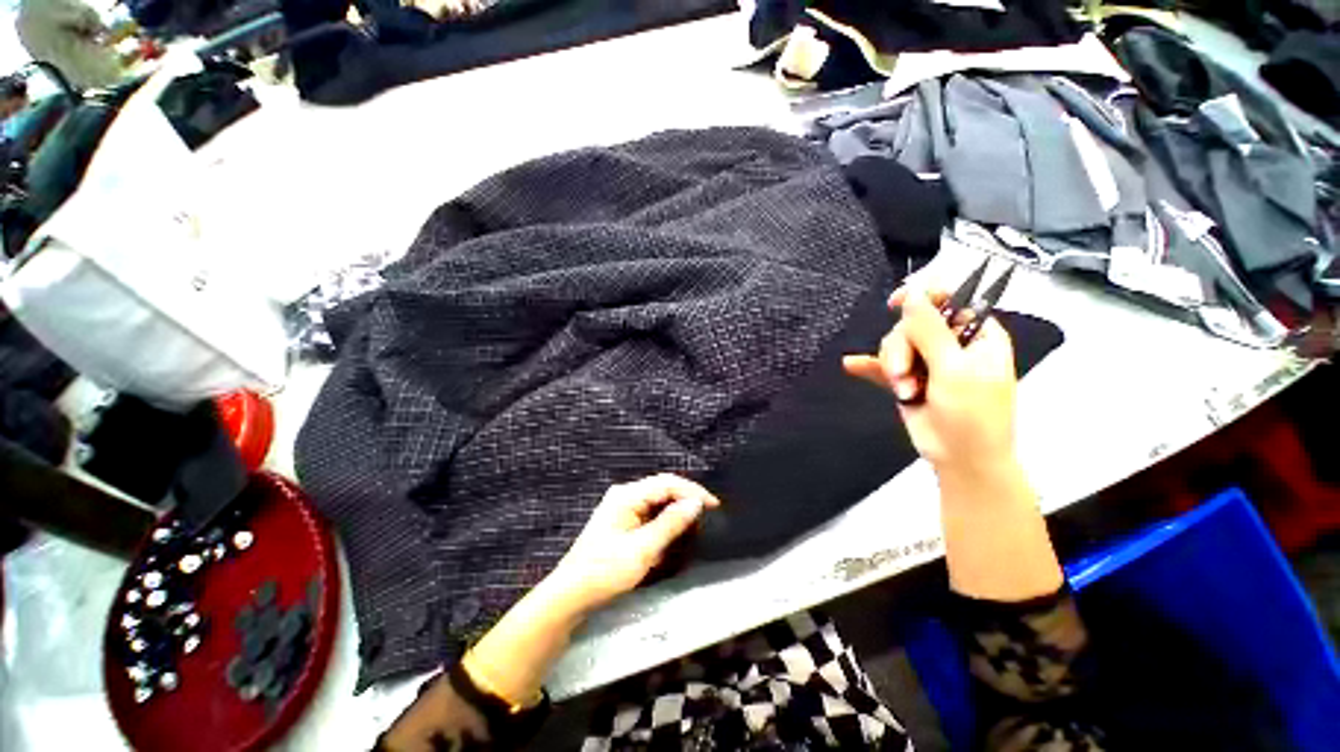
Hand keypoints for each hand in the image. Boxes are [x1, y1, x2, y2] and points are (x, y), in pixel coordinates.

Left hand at [542, 474, 719, 615]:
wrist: (570, 596)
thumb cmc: (605, 571)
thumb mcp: (642, 549)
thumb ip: (671, 524)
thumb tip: (696, 504)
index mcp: (627, 495)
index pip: (667, 483)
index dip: (692, 491)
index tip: (714, 506)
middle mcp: (624, 496)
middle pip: (662, 490)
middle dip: (685, 500)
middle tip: (708, 515)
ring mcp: (621, 509)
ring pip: (657, 503)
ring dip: (676, 512)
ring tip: (696, 525)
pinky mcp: (621, 524)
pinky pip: (649, 516)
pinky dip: (664, 523)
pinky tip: (674, 535)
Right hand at [842, 286, 1018, 484]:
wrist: (961, 460)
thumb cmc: (972, 415)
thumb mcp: (954, 370)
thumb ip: (930, 330)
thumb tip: (914, 293)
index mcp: (975, 336)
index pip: (949, 301)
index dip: (924, 296)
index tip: (895, 303)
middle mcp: (950, 345)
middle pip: (912, 325)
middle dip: (901, 348)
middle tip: (903, 373)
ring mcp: (926, 363)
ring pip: (895, 346)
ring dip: (892, 367)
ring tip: (904, 391)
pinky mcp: (906, 381)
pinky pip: (882, 366)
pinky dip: (868, 366)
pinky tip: (851, 364)